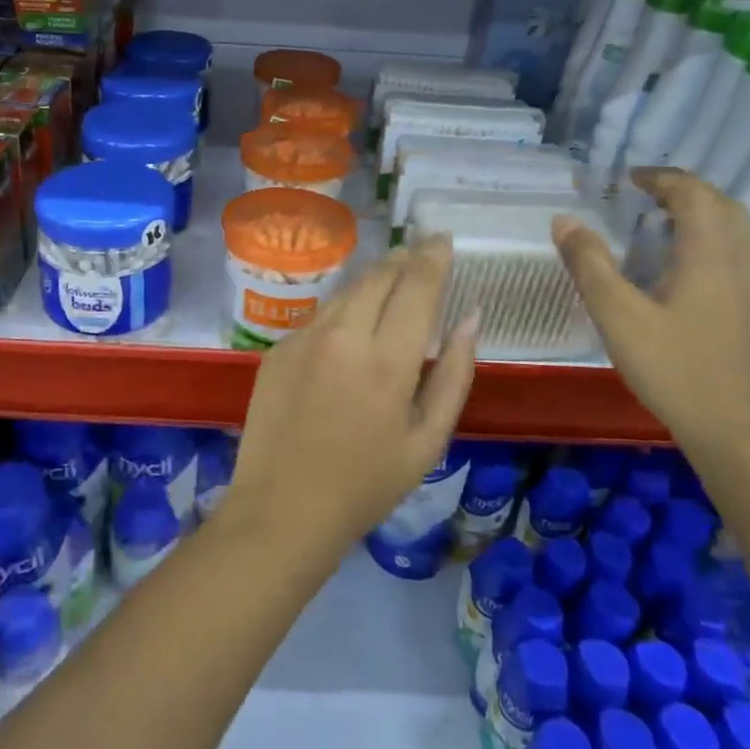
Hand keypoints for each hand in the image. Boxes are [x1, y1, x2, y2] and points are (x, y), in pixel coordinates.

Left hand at [227, 238, 479, 561]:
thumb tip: (471, 318)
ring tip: (392, 281)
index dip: (433, 257)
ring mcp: (304, 338)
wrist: (282, 508)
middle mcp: (343, 335)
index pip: (417, 285)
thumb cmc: (367, 484)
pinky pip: (320, 316)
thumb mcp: (428, 440)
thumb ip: (455, 374)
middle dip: (403, 260)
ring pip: (346, 290)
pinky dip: (344, 310)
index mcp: (387, 359)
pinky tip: (351, 327)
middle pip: (378, 276)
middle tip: (420, 255)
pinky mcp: (278, 348)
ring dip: (373, 279)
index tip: (443, 239)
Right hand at [553, 167, 749, 456]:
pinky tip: (691, 271)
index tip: (628, 180)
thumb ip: (589, 264)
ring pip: (738, 229)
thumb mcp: (617, 316)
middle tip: (644, 198)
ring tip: (664, 227)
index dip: (661, 178)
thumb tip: (563, 220)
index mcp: (711, 252)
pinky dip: (716, 242)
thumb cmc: (674, 369)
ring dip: (703, 215)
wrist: (738, 431)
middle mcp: (745, 258)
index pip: (693, 192)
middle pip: (722, 204)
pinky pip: (744, 254)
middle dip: (684, 192)